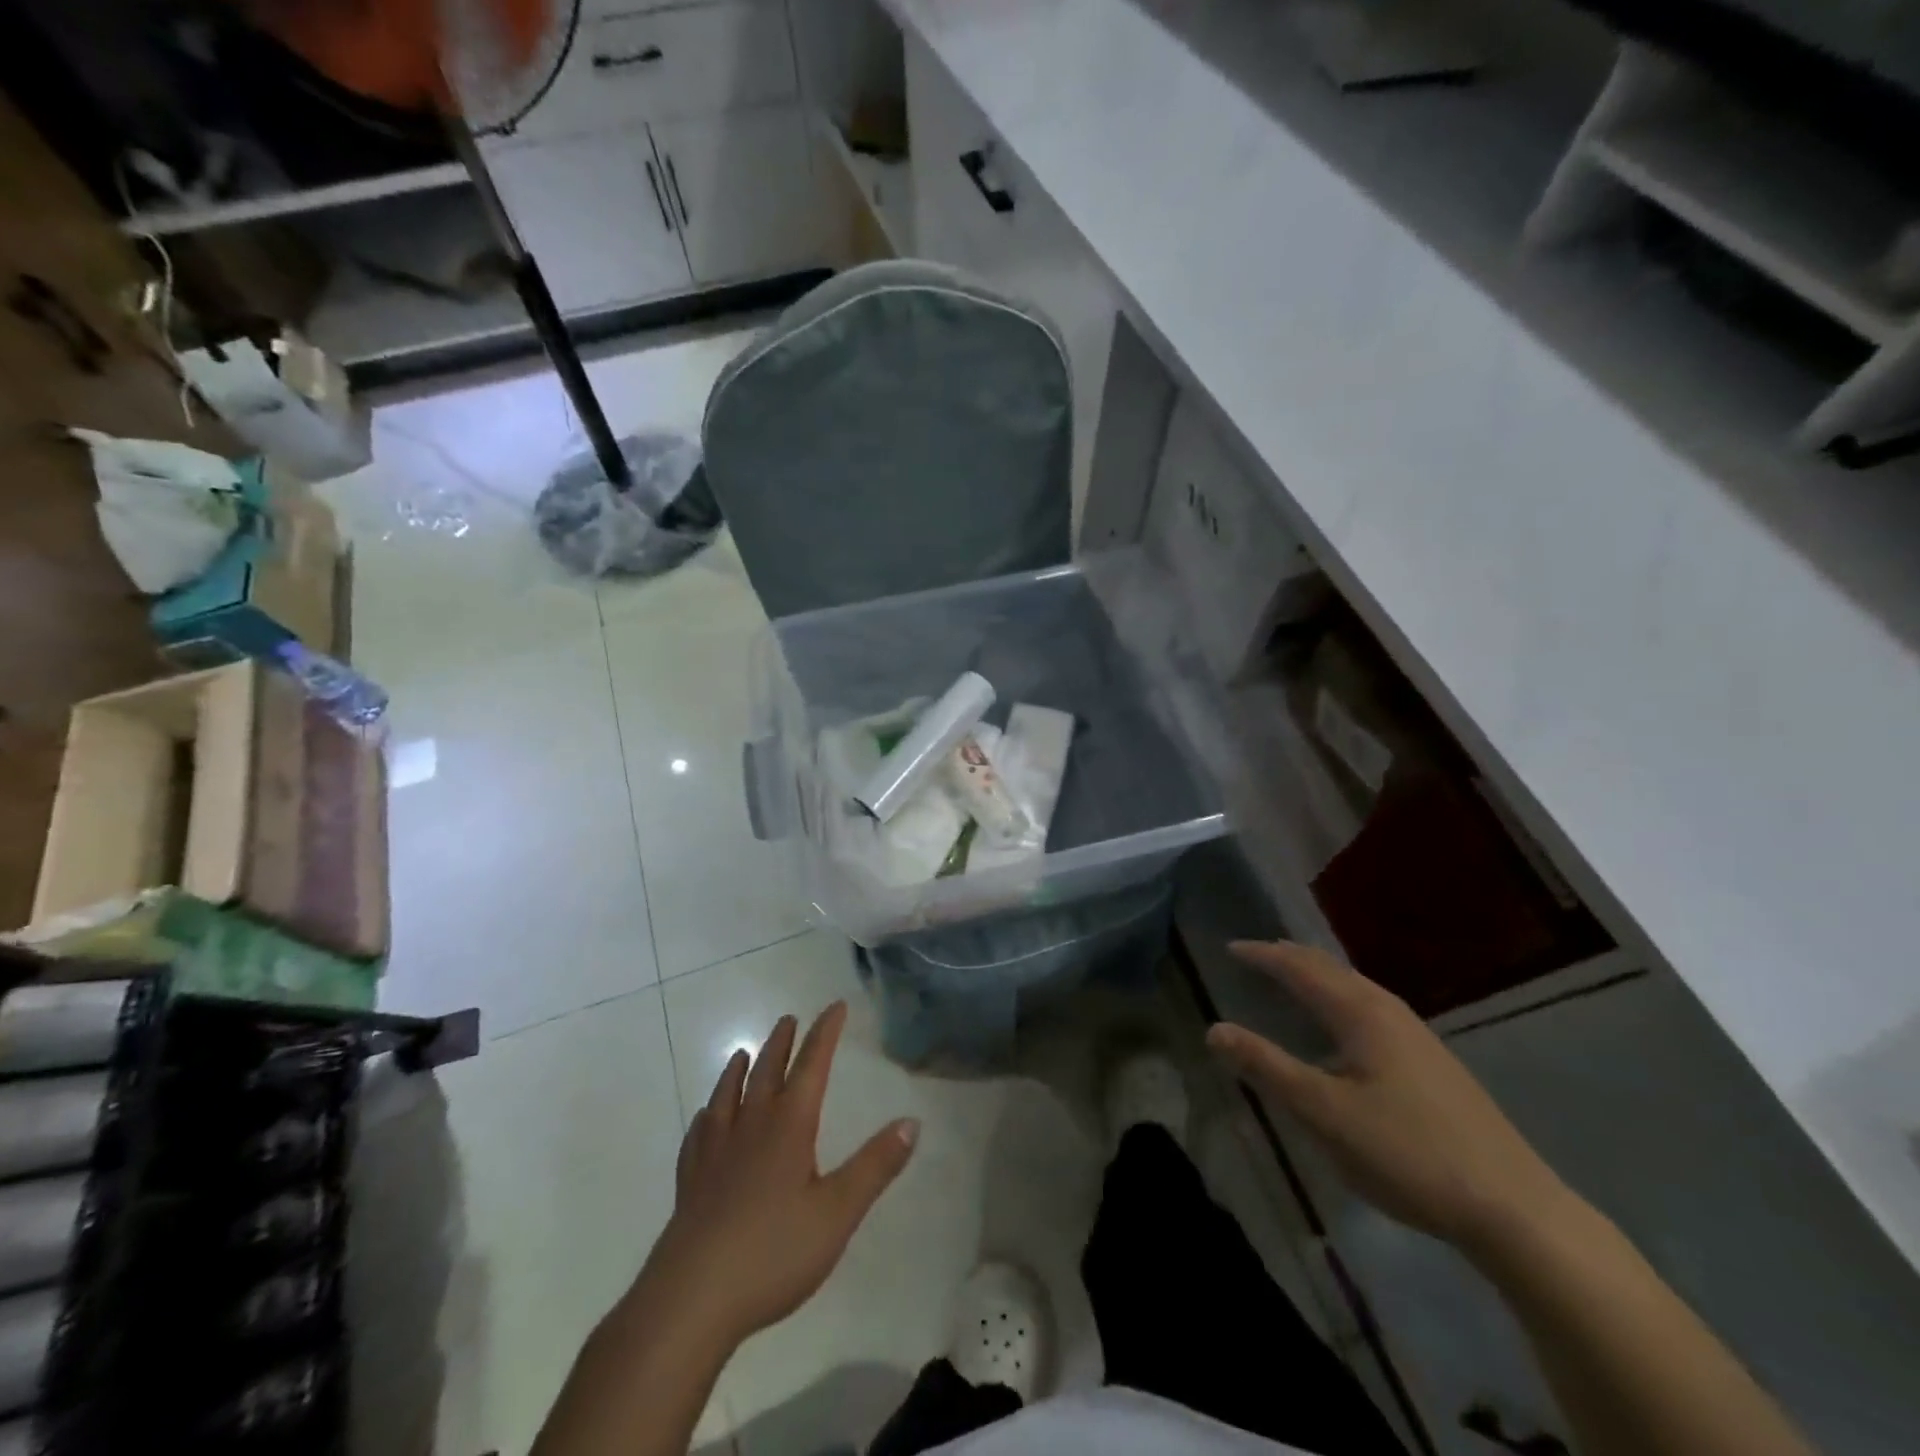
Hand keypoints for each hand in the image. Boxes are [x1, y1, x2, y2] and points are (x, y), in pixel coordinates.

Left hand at [635, 1002, 918, 1347]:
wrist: (691, 1299)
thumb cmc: (773, 1253)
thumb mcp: (838, 1212)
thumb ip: (876, 1166)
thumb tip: (912, 1121)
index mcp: (789, 1126)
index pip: (812, 1065)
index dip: (825, 1033)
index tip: (835, 1006)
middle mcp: (751, 1126)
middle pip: (767, 1072)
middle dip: (782, 1043)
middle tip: (788, 1019)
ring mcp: (715, 1153)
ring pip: (728, 1096)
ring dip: (739, 1070)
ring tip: (743, 1054)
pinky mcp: (690, 1182)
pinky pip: (698, 1135)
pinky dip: (706, 1117)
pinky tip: (705, 1119)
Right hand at [1206, 941, 1571, 1254]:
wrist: (1514, 1209)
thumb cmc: (1408, 1153)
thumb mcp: (1324, 1113)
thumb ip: (1268, 1068)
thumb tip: (1214, 1030)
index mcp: (1361, 1013)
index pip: (1301, 969)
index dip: (1263, 956)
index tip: (1230, 948)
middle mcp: (1390, 1012)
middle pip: (1332, 970)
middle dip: (1290, 957)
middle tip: (1256, 955)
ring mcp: (1417, 1037)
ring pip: (1355, 989)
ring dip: (1317, 977)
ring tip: (1292, 978)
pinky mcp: (1432, 1063)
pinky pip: (1370, 1009)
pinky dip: (1339, 999)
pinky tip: (1342, 1029)